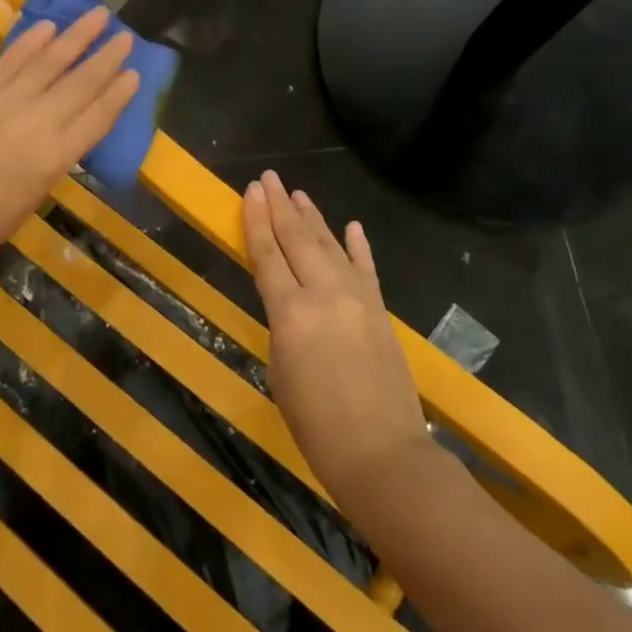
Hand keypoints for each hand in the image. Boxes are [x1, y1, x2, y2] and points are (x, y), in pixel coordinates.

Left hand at [0, 7, 137, 283]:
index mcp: (53, 159)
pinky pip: (7, 62)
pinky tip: (47, 27)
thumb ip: (48, 162)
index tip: (135, 72)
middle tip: (125, 35)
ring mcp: (0, 103)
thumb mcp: (29, 200)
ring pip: (46, 62)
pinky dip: (29, 43)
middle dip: (106, 58)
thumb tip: (58, 133)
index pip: (97, 118)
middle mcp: (34, 124)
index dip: (119, 94)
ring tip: (97, 15)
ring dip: (74, 37)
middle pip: (78, 84)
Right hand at [244, 171, 431, 508]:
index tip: (250, 191)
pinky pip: (367, 269)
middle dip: (280, 206)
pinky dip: (358, 246)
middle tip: (269, 178)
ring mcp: (358, 299)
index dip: (256, 221)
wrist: (382, 452)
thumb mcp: (280, 371)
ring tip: (298, 193)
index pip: (267, 255)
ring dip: (313, 218)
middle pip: (297, 239)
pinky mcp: (381, 311)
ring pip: (330, 246)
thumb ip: (283, 327)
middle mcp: (324, 294)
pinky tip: (351, 225)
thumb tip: (290, 303)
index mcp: (290, 313)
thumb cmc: (315, 424)